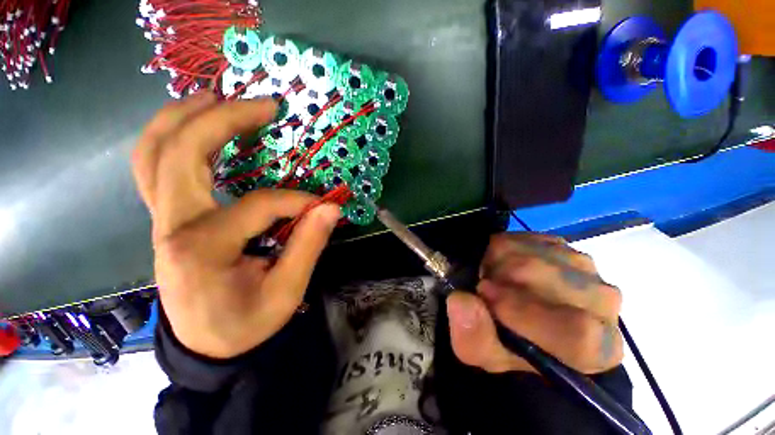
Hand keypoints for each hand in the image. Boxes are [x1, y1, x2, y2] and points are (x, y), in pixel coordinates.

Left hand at [132, 92, 340, 358]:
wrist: (206, 345)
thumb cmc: (245, 324)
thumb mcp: (285, 293)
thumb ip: (308, 247)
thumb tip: (331, 209)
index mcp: (202, 249)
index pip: (257, 205)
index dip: (296, 201)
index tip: (323, 207)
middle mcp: (172, 225)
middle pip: (183, 153)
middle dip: (225, 120)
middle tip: (264, 105)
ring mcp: (162, 220)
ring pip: (154, 153)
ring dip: (184, 117)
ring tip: (216, 96)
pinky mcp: (166, 219)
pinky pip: (154, 167)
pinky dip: (170, 138)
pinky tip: (193, 124)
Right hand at [447, 233, 622, 374]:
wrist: (520, 317)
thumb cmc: (507, 345)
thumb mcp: (482, 352)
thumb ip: (473, 336)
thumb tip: (461, 302)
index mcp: (597, 348)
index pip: (577, 330)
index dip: (523, 311)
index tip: (485, 296)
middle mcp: (602, 303)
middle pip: (548, 278)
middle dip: (502, 279)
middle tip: (483, 287)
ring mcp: (585, 267)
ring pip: (534, 253)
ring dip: (500, 264)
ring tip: (493, 279)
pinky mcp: (563, 246)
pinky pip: (526, 238)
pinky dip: (504, 249)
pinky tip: (501, 266)